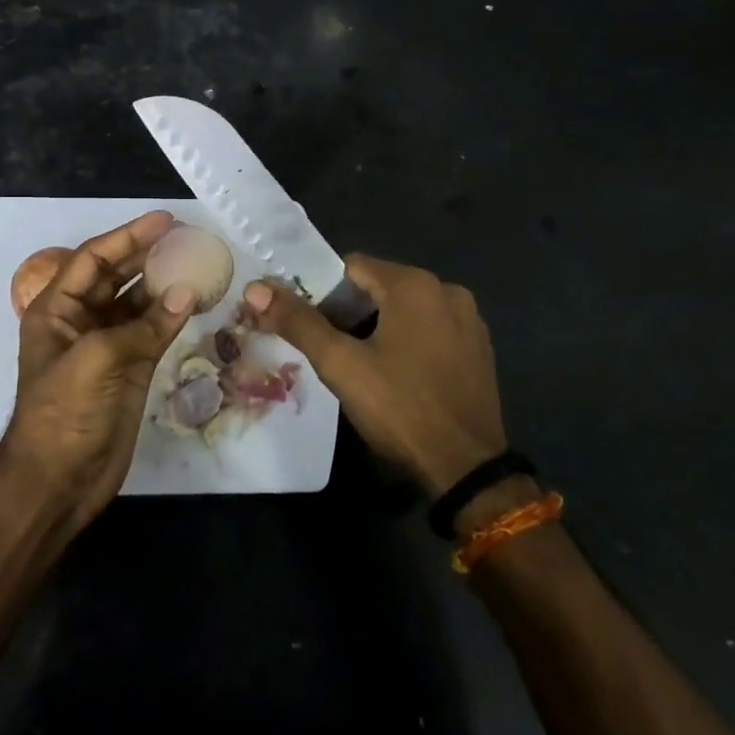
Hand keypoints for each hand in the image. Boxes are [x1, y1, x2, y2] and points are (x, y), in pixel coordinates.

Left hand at [0, 211, 194, 530]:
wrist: (59, 480)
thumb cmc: (64, 413)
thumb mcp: (95, 360)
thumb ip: (143, 325)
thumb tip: (187, 293)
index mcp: (57, 309)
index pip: (94, 259)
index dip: (127, 236)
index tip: (165, 220)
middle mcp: (81, 321)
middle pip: (117, 276)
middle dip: (147, 255)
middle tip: (186, 237)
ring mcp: (107, 346)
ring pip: (138, 304)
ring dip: (164, 285)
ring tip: (199, 264)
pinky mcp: (129, 370)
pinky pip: (154, 332)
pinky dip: (174, 317)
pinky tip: (197, 302)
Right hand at [242, 255, 505, 497]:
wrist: (466, 467)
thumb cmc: (399, 408)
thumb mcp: (341, 364)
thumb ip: (298, 322)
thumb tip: (256, 288)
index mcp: (414, 285)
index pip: (352, 267)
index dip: (321, 291)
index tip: (305, 322)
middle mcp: (447, 291)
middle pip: (380, 287)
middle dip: (348, 311)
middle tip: (325, 347)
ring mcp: (469, 321)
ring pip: (406, 310)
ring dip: (377, 327)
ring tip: (356, 363)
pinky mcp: (479, 349)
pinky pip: (431, 330)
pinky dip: (408, 341)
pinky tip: (396, 375)